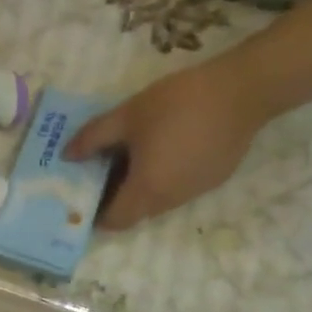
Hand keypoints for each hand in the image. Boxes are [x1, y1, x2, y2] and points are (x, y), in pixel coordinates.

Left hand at [66, 58, 268, 228]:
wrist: (244, 90)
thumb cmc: (177, 104)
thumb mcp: (126, 116)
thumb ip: (92, 138)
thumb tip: (67, 156)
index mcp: (147, 190)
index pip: (115, 221)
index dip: (94, 215)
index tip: (80, 196)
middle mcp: (172, 201)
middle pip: (135, 213)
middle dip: (113, 199)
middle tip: (96, 172)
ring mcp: (196, 191)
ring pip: (156, 201)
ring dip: (137, 188)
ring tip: (123, 158)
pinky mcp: (213, 178)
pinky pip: (176, 188)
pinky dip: (160, 179)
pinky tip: (156, 150)